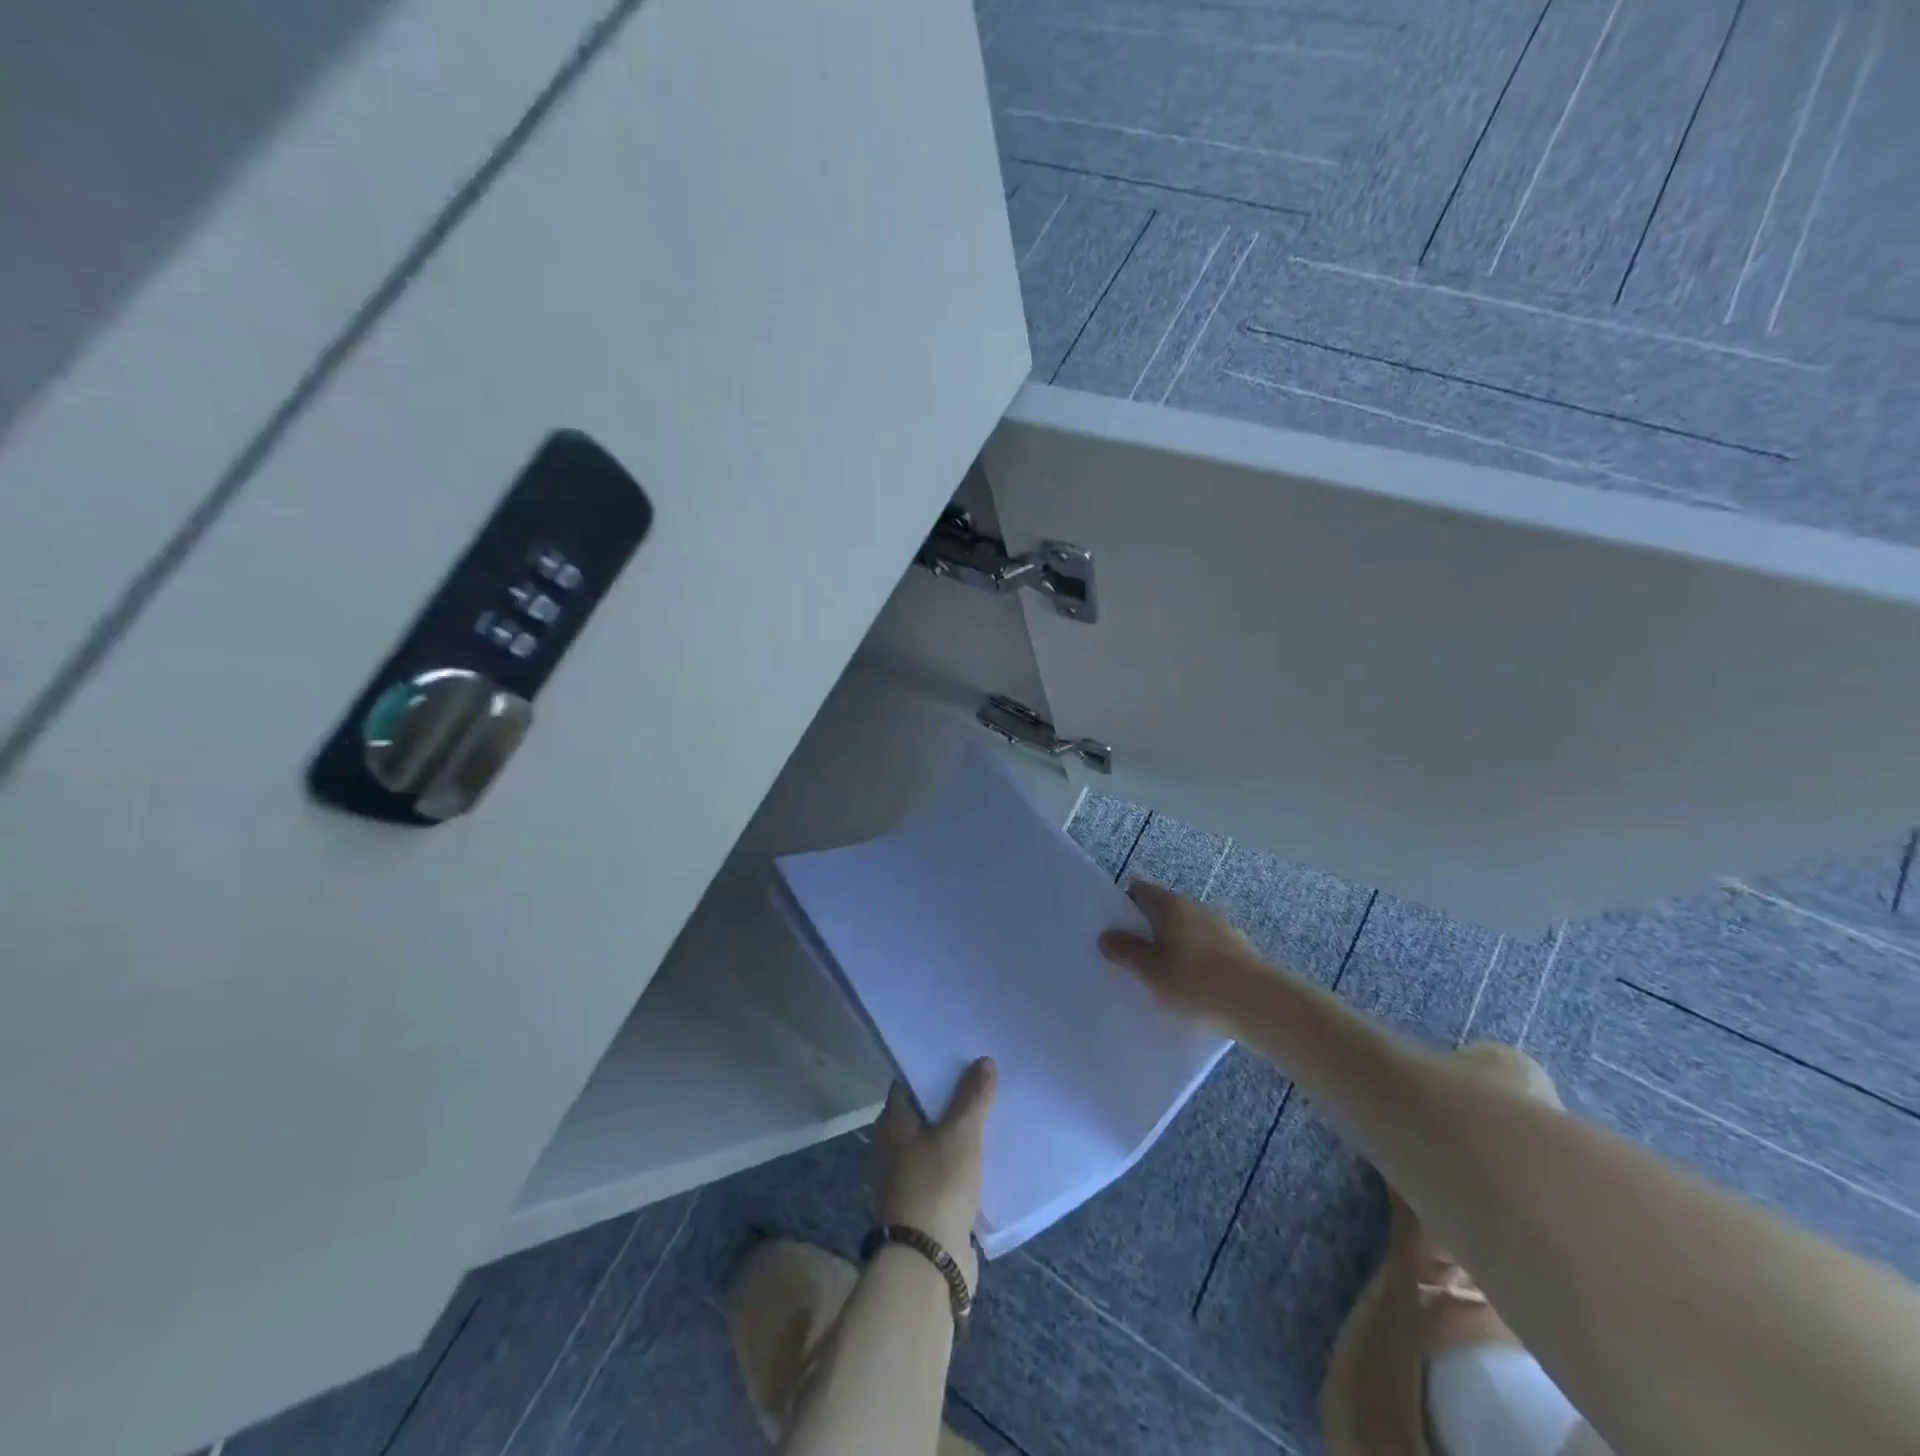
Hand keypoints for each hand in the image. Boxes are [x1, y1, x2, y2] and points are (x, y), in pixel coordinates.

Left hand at [872, 1057, 996, 1288]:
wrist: (928, 1265)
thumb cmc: (937, 1187)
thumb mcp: (960, 1135)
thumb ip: (972, 1097)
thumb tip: (983, 1061)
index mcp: (892, 1125)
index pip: (909, 1084)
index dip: (934, 1068)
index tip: (961, 1057)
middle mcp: (893, 1148)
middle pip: (924, 1113)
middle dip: (951, 1099)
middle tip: (983, 1081)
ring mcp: (907, 1179)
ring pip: (936, 1143)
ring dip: (959, 1132)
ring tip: (991, 1113)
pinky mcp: (925, 1205)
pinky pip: (946, 1170)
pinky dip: (962, 1161)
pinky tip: (987, 1156)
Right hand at [1099, 880, 1265, 1026]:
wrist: (1259, 1005)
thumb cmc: (1196, 982)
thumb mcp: (1151, 970)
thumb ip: (1126, 951)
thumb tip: (1106, 935)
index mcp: (1171, 905)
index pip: (1140, 890)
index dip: (1123, 904)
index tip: (1113, 928)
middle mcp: (1196, 908)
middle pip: (1163, 910)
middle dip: (1147, 928)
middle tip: (1132, 956)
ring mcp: (1220, 927)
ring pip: (1186, 930)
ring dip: (1172, 945)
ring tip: (1161, 975)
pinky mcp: (1238, 950)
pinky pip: (1205, 948)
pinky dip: (1194, 960)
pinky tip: (1192, 986)